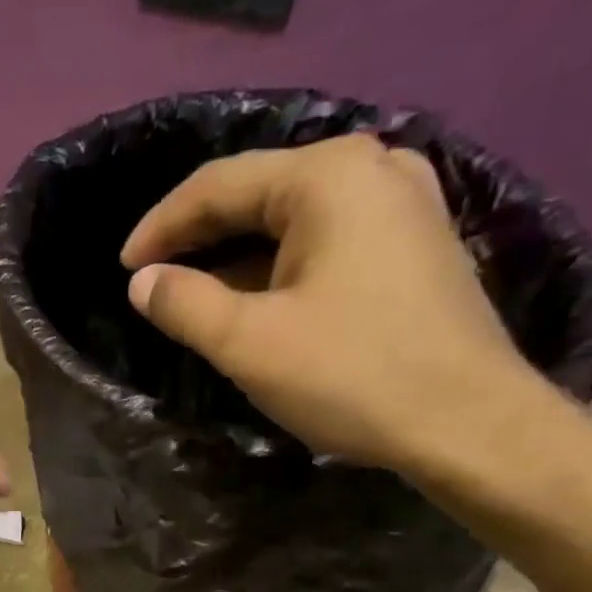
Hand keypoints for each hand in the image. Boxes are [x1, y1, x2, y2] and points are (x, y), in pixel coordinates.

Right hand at [121, 134, 536, 473]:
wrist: (467, 422)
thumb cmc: (351, 375)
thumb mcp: (249, 343)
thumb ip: (185, 304)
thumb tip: (143, 282)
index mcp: (328, 176)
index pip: (220, 184)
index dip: (162, 226)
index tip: (124, 268)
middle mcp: (372, 169)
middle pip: (260, 193)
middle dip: (199, 237)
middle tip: (153, 278)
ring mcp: (404, 204)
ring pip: (295, 220)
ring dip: (238, 256)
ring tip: (194, 294)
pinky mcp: (415, 245)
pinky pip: (327, 242)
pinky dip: (281, 267)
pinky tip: (256, 300)